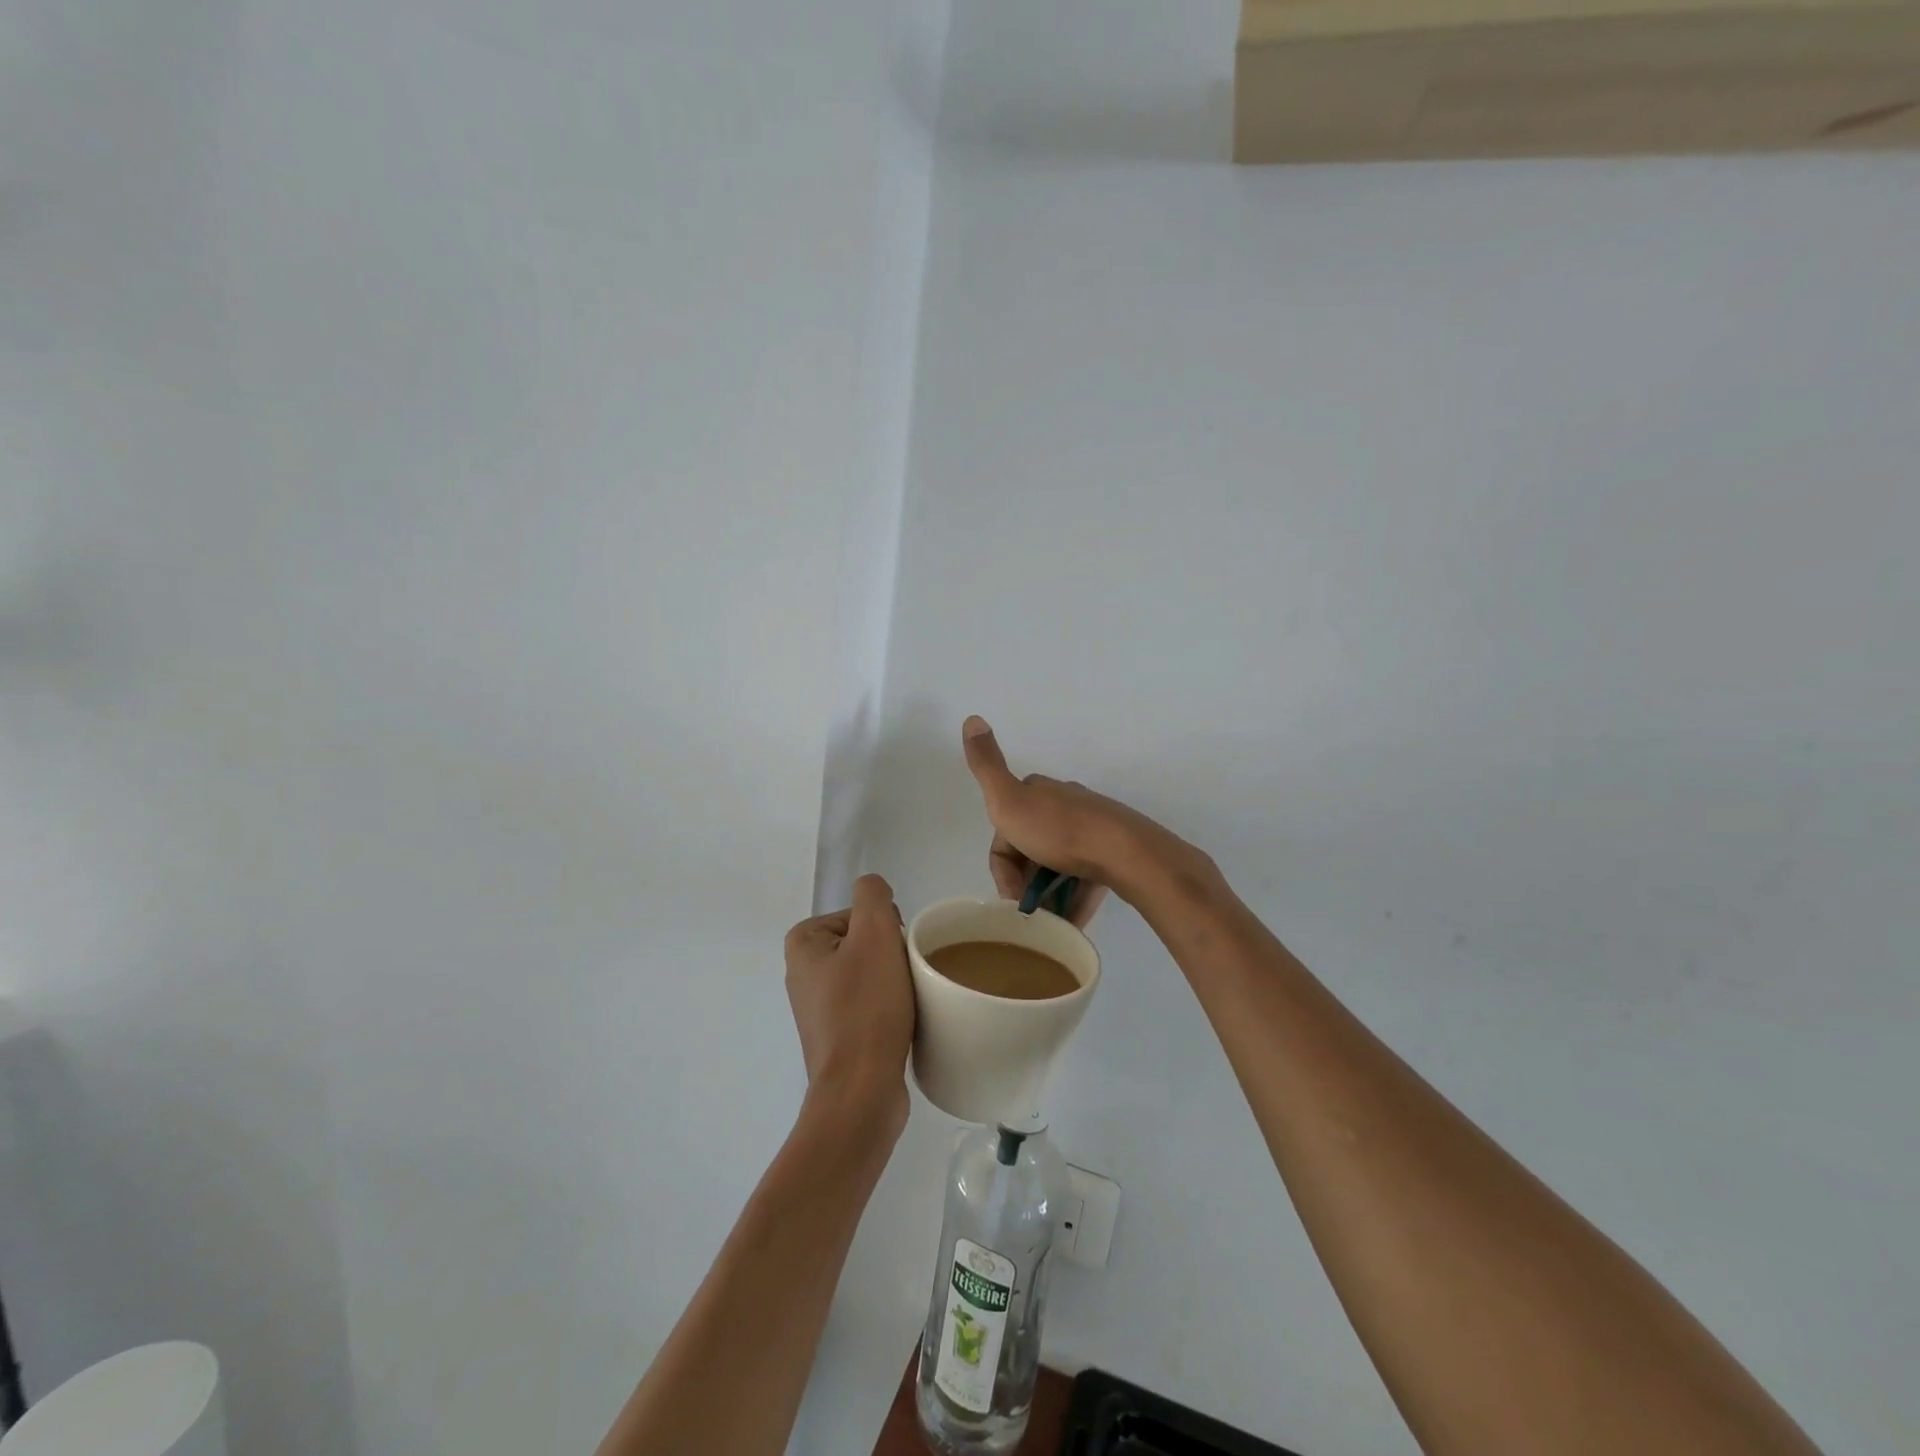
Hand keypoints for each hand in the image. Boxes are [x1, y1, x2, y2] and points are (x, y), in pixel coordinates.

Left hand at [783, 874, 914, 1135]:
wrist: (861, 1091)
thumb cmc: (866, 1008)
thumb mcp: (874, 934)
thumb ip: (873, 895)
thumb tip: (875, 891)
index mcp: (802, 944)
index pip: (860, 914)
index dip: (885, 929)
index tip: (895, 954)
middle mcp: (803, 972)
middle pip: (866, 942)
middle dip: (891, 955)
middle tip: (904, 979)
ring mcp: (819, 1008)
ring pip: (872, 974)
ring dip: (894, 982)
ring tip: (905, 1002)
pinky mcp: (837, 1036)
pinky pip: (870, 1005)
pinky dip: (888, 1008)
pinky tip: (900, 1023)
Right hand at [961, 716, 1203, 921]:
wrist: (1124, 852)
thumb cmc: (1059, 832)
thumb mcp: (1008, 800)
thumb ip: (986, 765)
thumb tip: (971, 717)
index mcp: (1037, 792)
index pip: (1004, 830)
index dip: (1001, 866)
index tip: (1010, 894)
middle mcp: (1064, 804)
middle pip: (1030, 848)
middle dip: (1024, 881)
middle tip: (1028, 911)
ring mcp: (1091, 829)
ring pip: (1057, 866)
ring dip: (1048, 895)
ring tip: (1050, 922)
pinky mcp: (1111, 853)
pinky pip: (1084, 880)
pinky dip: (1073, 901)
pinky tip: (1070, 923)